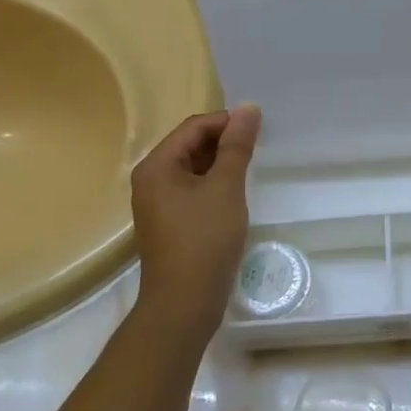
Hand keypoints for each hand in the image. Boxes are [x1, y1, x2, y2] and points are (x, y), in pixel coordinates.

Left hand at [130, 105, 260, 343]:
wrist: (184, 302)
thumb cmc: (204, 238)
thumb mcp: (226, 186)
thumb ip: (237, 145)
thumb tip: (248, 107)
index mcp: (157, 165)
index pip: (194, 127)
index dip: (227, 122)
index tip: (259, 128)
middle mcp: (151, 180)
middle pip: (190, 145)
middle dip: (224, 142)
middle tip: (259, 146)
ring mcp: (158, 203)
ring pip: (193, 169)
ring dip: (221, 164)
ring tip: (251, 168)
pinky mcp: (170, 223)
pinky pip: (192, 190)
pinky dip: (214, 184)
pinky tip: (235, 194)